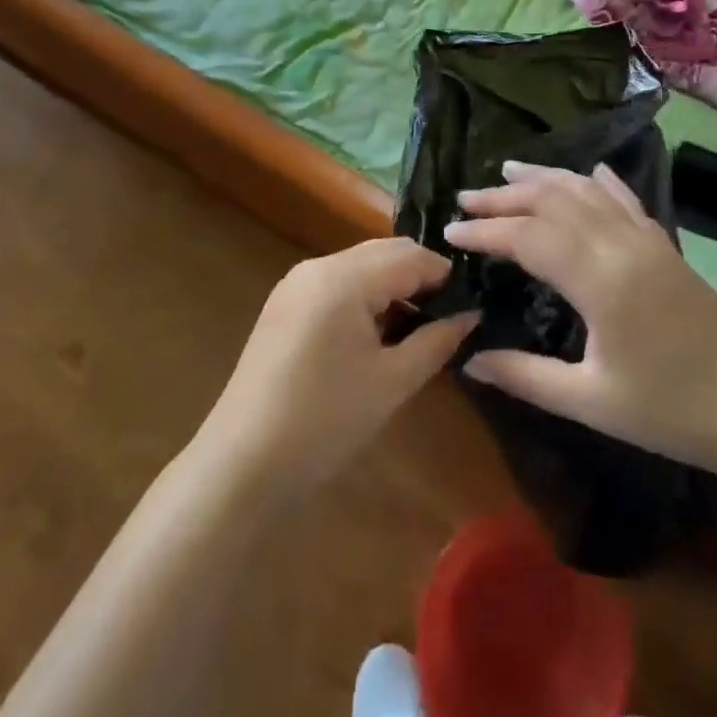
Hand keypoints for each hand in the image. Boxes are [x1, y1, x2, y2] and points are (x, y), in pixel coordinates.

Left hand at [195, 239, 477, 501]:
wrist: (242, 463)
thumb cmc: (325, 421)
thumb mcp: (393, 382)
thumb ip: (437, 340)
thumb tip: (471, 315)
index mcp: (345, 277)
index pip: (411, 255)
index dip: (446, 276)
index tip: (473, 303)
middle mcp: (318, 266)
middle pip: (385, 253)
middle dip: (421, 277)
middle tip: (451, 315)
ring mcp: (296, 283)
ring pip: (361, 266)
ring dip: (393, 286)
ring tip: (420, 327)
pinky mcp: (284, 305)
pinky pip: (337, 284)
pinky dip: (365, 297)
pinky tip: (378, 334)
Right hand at [445, 162, 716, 477]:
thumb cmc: (669, 411)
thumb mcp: (589, 401)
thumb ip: (525, 376)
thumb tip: (469, 361)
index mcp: (600, 280)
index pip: (529, 238)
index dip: (486, 231)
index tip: (450, 233)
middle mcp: (621, 245)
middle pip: (554, 202)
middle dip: (506, 197)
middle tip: (466, 198)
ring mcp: (648, 239)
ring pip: (588, 191)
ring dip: (545, 178)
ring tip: (508, 170)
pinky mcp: (665, 245)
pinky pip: (625, 199)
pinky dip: (599, 181)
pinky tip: (588, 171)